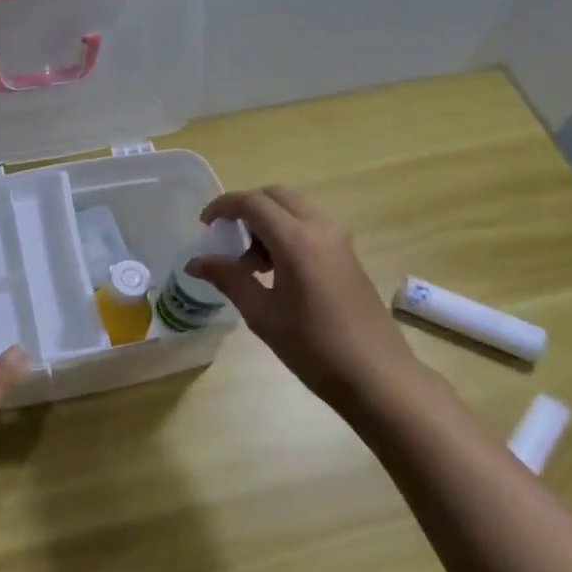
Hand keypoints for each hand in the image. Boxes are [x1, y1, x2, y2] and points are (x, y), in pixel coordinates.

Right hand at [187, 187, 413, 408]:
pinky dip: (286, 233)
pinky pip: (310, 226)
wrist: (375, 374)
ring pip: (295, 209)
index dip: (223, 206)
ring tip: (250, 264)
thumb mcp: (262, 314)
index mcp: (296, 239)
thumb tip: (195, 262)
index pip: (252, 202)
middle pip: (276, 196)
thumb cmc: (313, 346)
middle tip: (227, 237)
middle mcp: (320, 228)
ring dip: (268, 222)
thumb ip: (228, 279)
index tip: (204, 225)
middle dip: (246, 208)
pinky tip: (276, 272)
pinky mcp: (348, 255)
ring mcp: (339, 240)